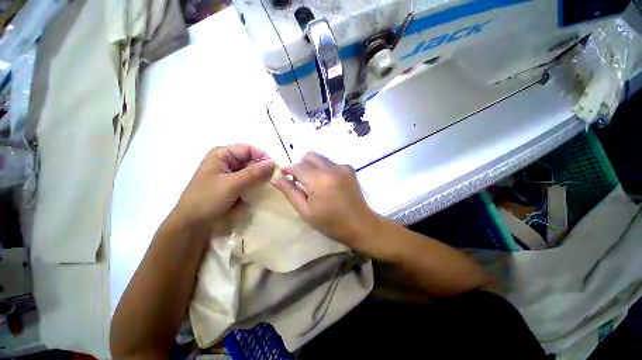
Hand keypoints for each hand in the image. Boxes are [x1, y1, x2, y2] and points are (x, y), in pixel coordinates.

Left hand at [172, 144, 274, 227]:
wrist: (192, 224)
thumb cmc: (207, 199)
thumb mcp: (232, 184)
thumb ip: (254, 173)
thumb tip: (274, 163)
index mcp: (222, 154)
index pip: (249, 149)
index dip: (263, 157)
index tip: (275, 169)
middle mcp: (227, 162)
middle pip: (251, 160)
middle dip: (263, 169)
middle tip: (275, 180)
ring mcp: (230, 174)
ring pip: (251, 172)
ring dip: (260, 178)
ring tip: (270, 187)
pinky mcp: (233, 186)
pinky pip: (249, 181)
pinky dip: (256, 185)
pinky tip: (261, 192)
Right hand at [273, 152, 380, 250]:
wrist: (360, 225)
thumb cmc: (331, 223)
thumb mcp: (306, 211)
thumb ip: (290, 192)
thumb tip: (276, 178)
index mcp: (320, 179)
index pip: (297, 166)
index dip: (288, 170)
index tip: (284, 177)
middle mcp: (332, 167)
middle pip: (309, 156)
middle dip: (300, 166)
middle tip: (299, 182)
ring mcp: (342, 166)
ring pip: (319, 158)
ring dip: (311, 166)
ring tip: (313, 184)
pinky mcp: (349, 168)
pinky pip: (330, 162)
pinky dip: (323, 169)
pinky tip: (326, 184)